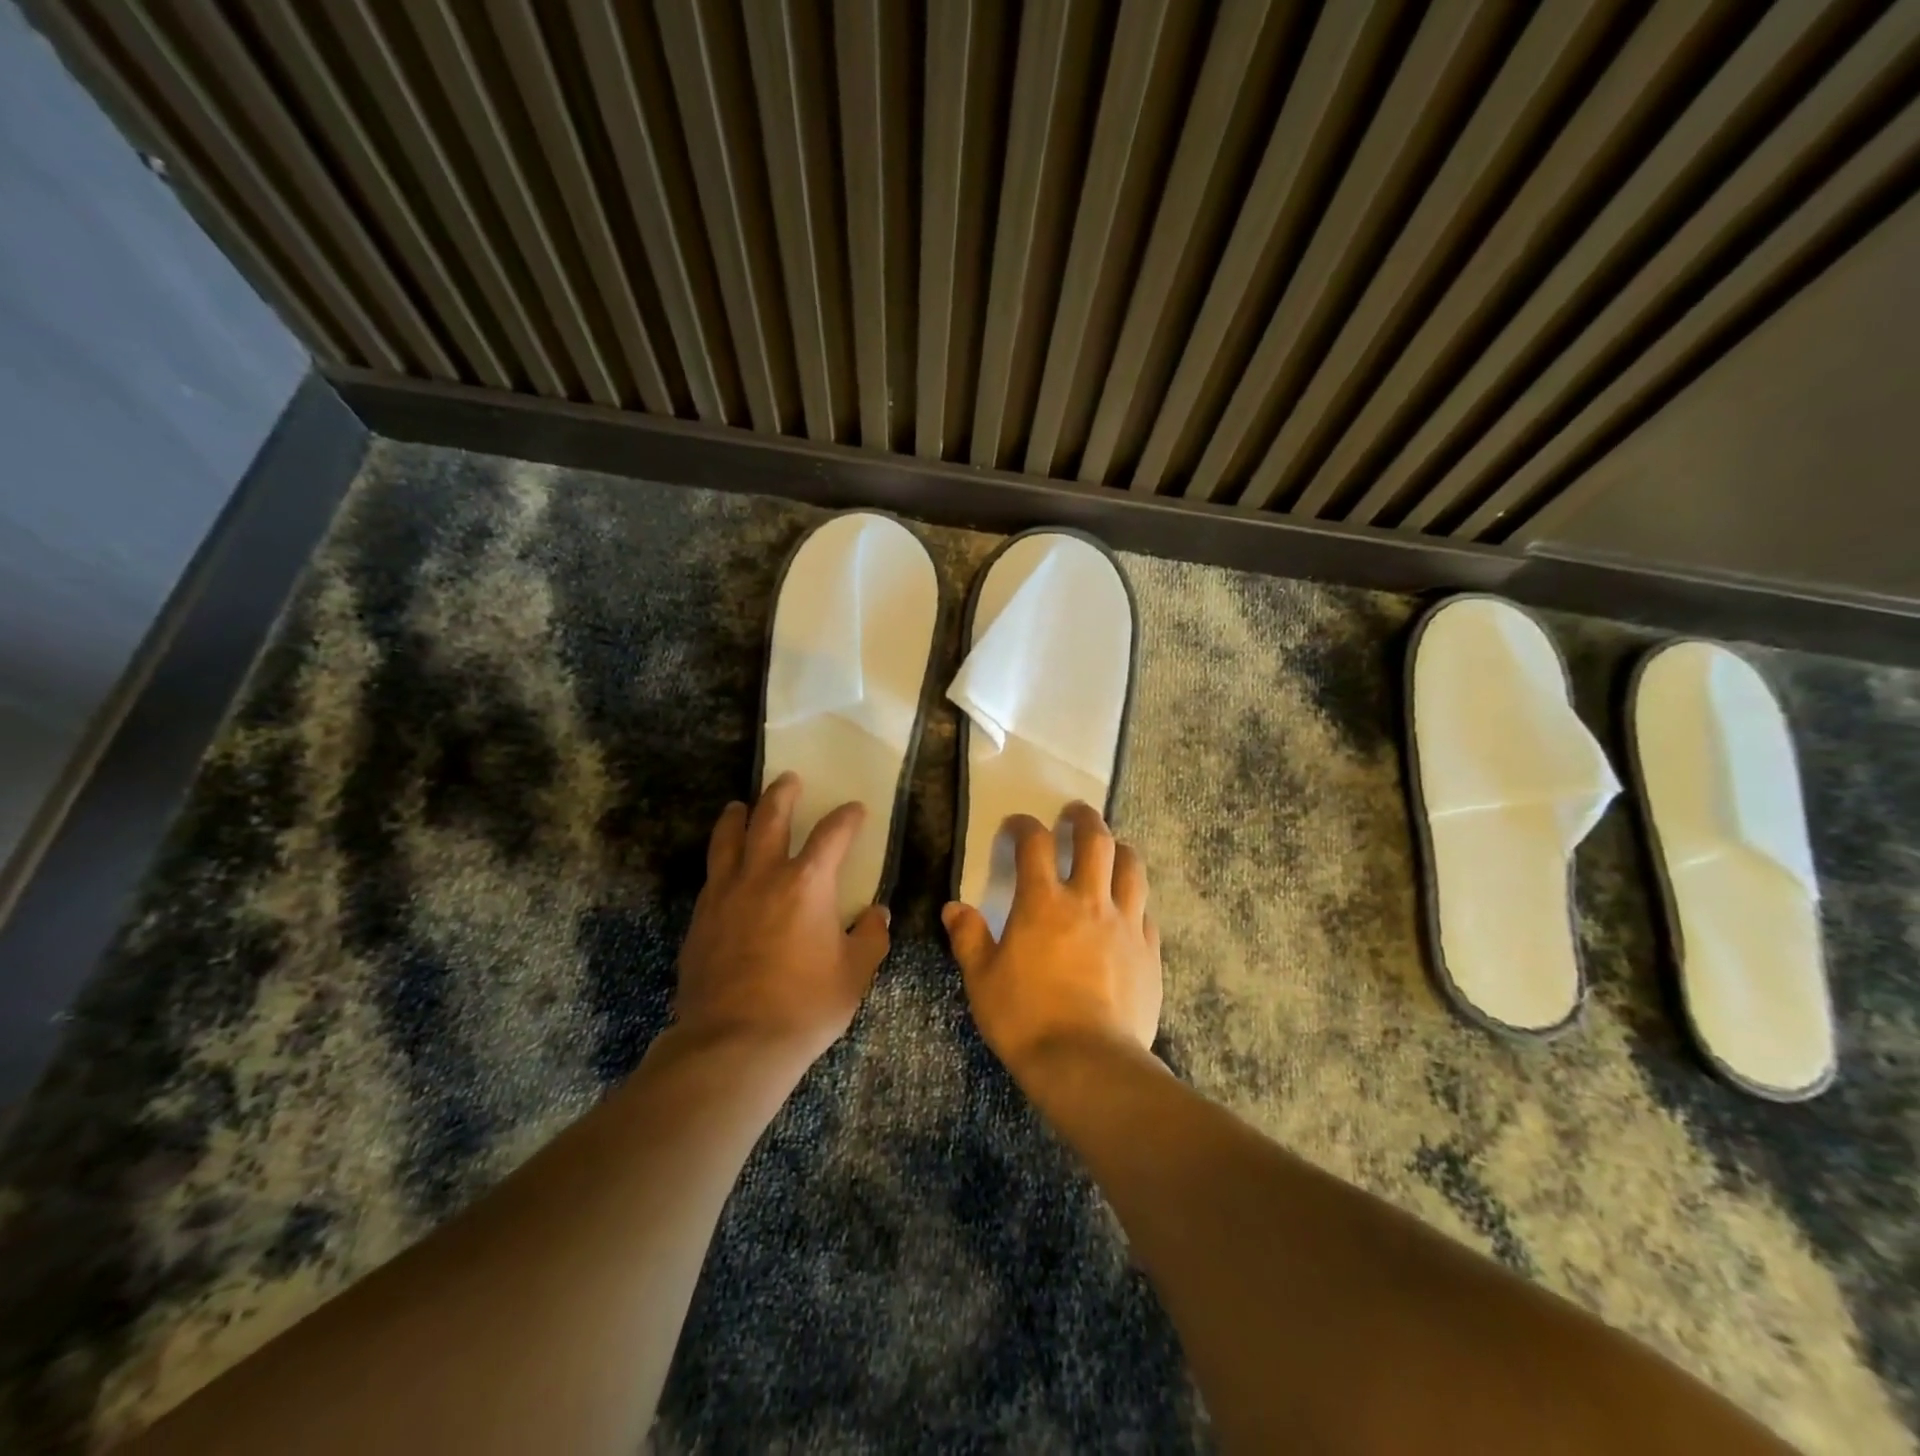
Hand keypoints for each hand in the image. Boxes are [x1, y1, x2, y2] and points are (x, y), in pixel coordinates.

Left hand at [674, 772, 891, 1068]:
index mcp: (808, 882)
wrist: (734, 1042)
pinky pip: (712, 874)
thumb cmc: (805, 1006)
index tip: (855, 810)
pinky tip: (724, 865)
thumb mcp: (855, 974)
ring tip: (740, 805)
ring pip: (729, 838)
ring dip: (738, 816)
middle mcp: (764, 875)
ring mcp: (726, 893)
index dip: (847, 817)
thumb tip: (877, 914)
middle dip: (782, 794)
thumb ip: (870, 938)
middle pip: (770, 817)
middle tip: (788, 779)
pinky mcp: (701, 917)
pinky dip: (721, 858)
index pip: (833, 834)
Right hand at [943, 803, 1162, 1081]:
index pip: (1034, 844)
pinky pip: (1146, 911)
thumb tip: (954, 908)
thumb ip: (969, 938)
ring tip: (1111, 847)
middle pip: (1095, 840)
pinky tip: (1129, 908)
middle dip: (1084, 818)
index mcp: (1043, 903)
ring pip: (1131, 867)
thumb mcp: (982, 980)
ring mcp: (1125, 924)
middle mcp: (1088, 901)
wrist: (1087, 1063)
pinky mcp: (1149, 951)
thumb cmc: (1026, 1019)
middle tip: (1075, 812)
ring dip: (1119, 848)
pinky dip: (1135, 899)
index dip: (1024, 826)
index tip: (1016, 824)